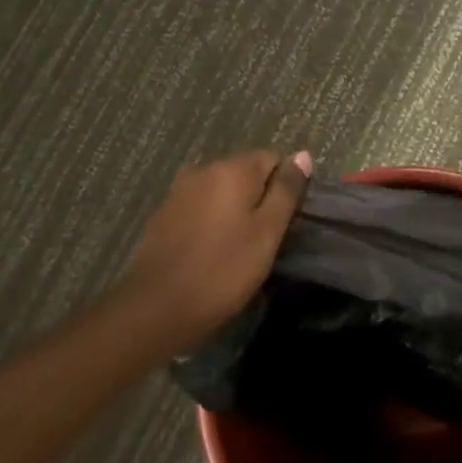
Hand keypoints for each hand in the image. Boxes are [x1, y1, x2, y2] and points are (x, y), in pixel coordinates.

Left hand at [119, 150, 312, 354]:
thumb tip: (302, 155)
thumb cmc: (225, 269)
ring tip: (241, 247)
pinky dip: (211, 222)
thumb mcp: (268, 232)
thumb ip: (286, 190)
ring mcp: (178, 192)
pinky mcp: (162, 216)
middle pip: (244, 173)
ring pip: (220, 192)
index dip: (285, 188)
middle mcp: (203, 170)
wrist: (159, 307)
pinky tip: (212, 251)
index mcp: (232, 169)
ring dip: (234, 211)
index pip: (272, 159)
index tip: (286, 221)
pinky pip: (199, 209)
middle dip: (259, 198)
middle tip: (267, 238)